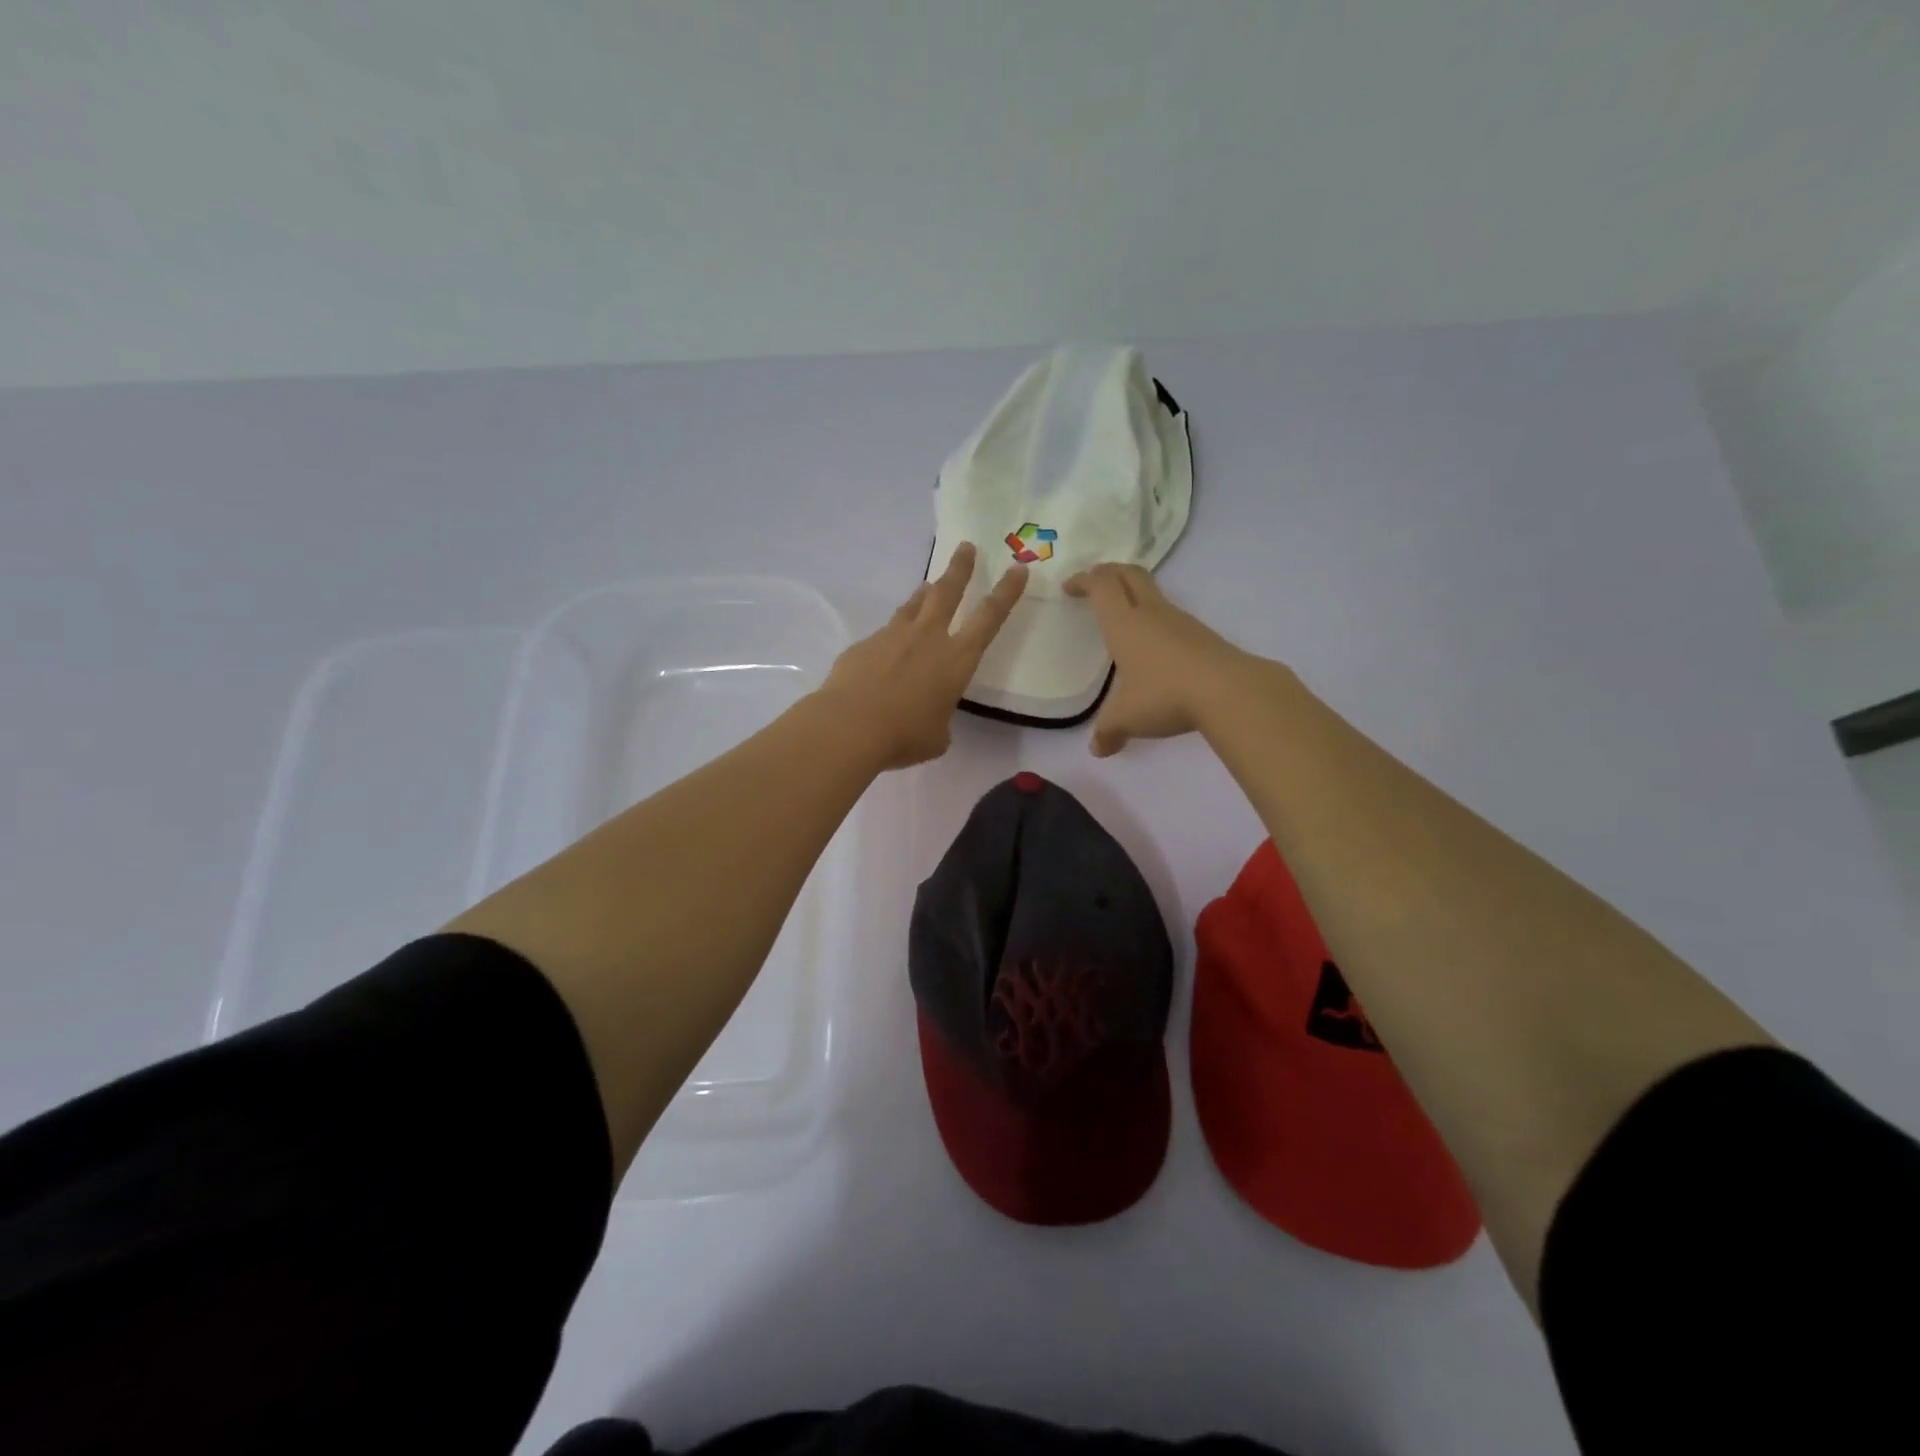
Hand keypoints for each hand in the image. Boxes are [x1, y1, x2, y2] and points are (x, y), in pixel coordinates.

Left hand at [816, 542, 1027, 769]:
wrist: (849, 726)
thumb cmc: (904, 735)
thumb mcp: (937, 736)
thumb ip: (939, 717)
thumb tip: (927, 713)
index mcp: (957, 660)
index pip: (989, 618)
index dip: (1006, 593)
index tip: (1018, 569)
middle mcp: (928, 638)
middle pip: (948, 591)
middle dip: (960, 568)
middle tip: (966, 547)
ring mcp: (893, 636)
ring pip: (914, 605)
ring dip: (925, 594)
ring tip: (929, 587)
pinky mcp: (865, 644)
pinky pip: (885, 634)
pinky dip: (892, 636)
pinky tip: (886, 651)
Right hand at [1065, 563, 1264, 757]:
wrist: (1230, 691)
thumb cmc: (1164, 695)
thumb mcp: (1127, 718)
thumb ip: (1108, 732)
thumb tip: (1098, 751)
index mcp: (1124, 624)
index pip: (1100, 587)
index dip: (1083, 581)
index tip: (1069, 586)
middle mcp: (1152, 613)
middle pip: (1129, 574)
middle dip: (1109, 572)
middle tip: (1095, 580)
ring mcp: (1181, 622)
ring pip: (1154, 594)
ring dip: (1135, 594)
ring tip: (1124, 614)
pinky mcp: (1202, 636)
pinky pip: (1171, 617)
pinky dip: (1155, 619)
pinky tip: (1154, 645)